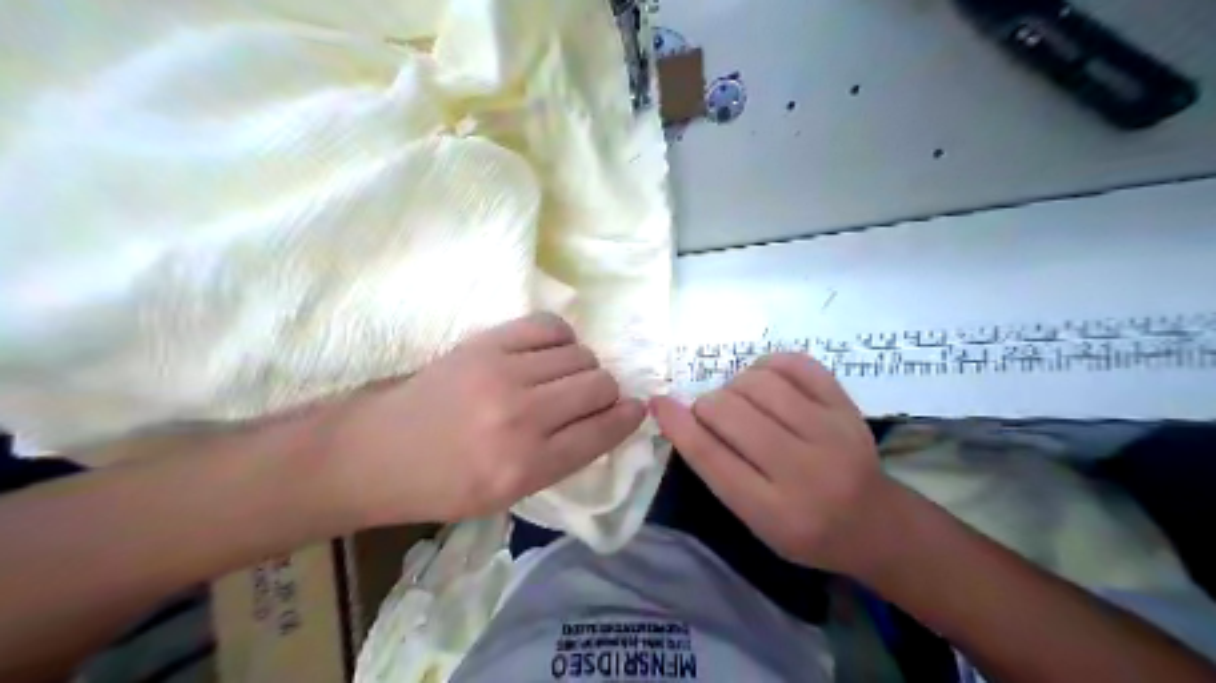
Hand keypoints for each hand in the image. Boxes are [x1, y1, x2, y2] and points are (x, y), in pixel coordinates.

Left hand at [318, 311, 650, 525]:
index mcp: (527, 467)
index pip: (603, 431)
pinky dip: (562, 339)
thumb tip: (608, 418)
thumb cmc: (444, 484)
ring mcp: (503, 374)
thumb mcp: (509, 495)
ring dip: (583, 367)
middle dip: (606, 394)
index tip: (634, 409)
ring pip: (580, 355)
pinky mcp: (486, 343)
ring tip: (563, 378)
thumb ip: (563, 458)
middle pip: (599, 386)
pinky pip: (551, 326)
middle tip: (589, 399)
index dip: (628, 417)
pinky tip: (549, 353)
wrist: (378, 450)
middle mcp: (522, 418)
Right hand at [650, 355, 890, 574]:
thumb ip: (718, 470)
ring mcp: (831, 433)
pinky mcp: (847, 407)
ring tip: (741, 400)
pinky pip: (797, 364)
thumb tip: (678, 414)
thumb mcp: (754, 520)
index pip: (712, 458)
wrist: (874, 523)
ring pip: (760, 383)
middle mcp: (804, 471)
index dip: (678, 424)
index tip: (658, 402)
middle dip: (707, 405)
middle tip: (713, 415)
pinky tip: (765, 379)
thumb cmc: (803, 530)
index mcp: (775, 512)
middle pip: (731, 413)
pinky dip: (769, 364)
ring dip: (736, 385)